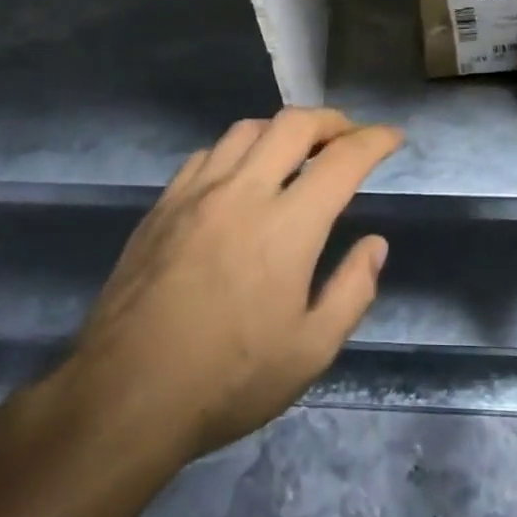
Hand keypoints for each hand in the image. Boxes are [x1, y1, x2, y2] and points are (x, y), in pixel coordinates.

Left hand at [40, 109, 401, 466]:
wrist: (124, 396)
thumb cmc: (228, 380)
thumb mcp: (310, 351)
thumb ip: (353, 290)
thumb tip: (375, 244)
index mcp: (288, 226)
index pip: (342, 160)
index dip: (375, 140)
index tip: (392, 137)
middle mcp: (243, 192)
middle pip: (293, 124)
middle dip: (331, 120)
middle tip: (348, 136)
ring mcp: (196, 193)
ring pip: (247, 129)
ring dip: (282, 130)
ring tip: (297, 151)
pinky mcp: (162, 205)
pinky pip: (208, 154)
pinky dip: (238, 150)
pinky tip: (240, 176)